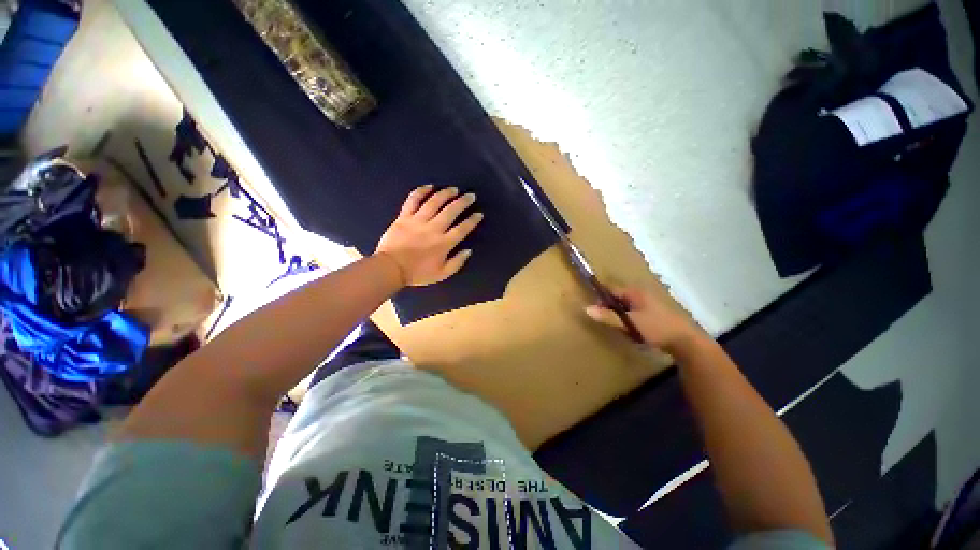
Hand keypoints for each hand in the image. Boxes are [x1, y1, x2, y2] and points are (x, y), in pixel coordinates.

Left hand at [375, 185, 483, 286]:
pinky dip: (421, 191)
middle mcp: (433, 228)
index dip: (472, 220)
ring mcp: (418, 221)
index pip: (462, 229)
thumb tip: (468, 251)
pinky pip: (413, 200)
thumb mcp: (441, 274)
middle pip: (451, 211)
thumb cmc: (417, 273)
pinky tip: (429, 186)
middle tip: (471, 195)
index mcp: (444, 243)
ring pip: (434, 202)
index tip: (479, 214)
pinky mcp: (404, 216)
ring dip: (446, 194)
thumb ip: (457, 263)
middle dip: (463, 202)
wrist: (390, 268)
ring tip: (454, 189)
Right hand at [585, 286, 704, 353]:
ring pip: (628, 305)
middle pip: (619, 296)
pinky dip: (630, 317)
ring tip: (615, 324)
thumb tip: (586, 308)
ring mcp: (651, 303)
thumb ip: (608, 316)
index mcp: (635, 292)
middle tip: (603, 319)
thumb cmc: (656, 328)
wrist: (687, 341)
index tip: (593, 307)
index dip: (601, 297)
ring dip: (620, 312)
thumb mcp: (630, 323)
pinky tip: (630, 328)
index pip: (611, 289)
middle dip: (610, 306)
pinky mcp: (656, 313)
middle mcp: (642, 294)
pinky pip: (636, 311)